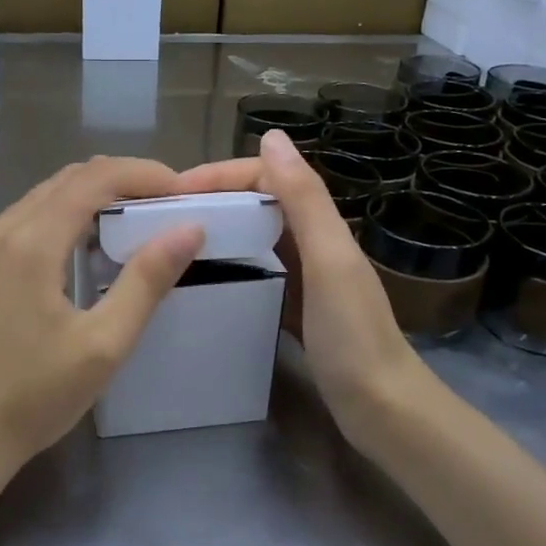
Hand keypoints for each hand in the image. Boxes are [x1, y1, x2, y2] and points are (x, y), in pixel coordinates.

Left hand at [0, 156, 204, 469]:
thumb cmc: (34, 397)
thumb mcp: (104, 345)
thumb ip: (147, 281)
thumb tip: (188, 229)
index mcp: (32, 241)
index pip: (96, 178)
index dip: (143, 173)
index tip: (182, 190)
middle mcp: (0, 231)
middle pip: (68, 179)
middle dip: (120, 180)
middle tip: (163, 203)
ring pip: (41, 198)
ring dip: (89, 198)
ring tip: (131, 222)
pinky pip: (22, 222)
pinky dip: (60, 218)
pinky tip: (80, 251)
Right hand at [178, 130, 422, 430]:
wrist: (382, 409)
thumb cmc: (353, 336)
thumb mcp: (329, 261)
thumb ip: (304, 200)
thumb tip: (273, 136)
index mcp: (320, 225)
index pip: (265, 177)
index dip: (221, 175)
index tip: (173, 192)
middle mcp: (312, 241)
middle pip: (257, 203)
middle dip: (213, 198)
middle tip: (163, 217)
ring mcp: (304, 275)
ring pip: (255, 235)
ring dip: (219, 227)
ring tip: (173, 241)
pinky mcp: (295, 305)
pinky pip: (257, 269)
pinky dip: (230, 262)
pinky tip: (204, 277)